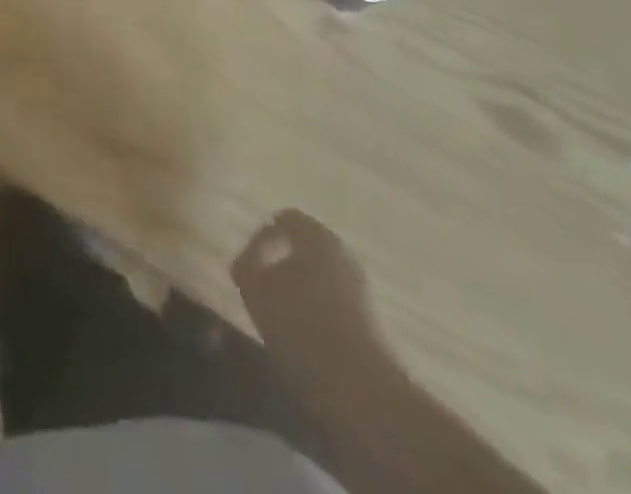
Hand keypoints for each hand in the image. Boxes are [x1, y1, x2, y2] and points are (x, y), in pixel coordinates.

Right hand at [231, 211, 544, 493]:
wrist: (373, 411)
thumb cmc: (312, 337)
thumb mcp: (263, 294)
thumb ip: (252, 268)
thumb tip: (252, 261)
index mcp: (324, 244)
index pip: (290, 219)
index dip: (265, 235)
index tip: (250, 263)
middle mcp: (349, 263)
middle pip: (310, 248)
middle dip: (286, 263)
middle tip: (263, 290)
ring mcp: (369, 300)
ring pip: (326, 282)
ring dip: (304, 295)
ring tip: (282, 326)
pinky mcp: (380, 339)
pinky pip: (338, 312)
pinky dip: (320, 322)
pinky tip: (309, 352)